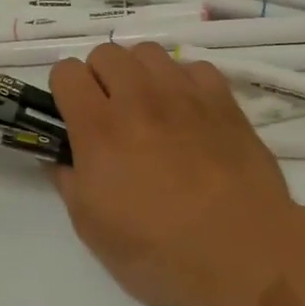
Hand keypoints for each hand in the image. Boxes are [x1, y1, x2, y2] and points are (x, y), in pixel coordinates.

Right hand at [48, 44, 304, 305]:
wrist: (245, 253)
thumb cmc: (160, 251)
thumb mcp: (93, 230)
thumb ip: (68, 183)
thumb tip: (59, 158)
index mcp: (98, 127)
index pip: (66, 72)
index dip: (63, 91)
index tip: (72, 118)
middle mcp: (137, 98)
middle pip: (106, 53)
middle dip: (99, 77)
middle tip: (110, 115)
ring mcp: (183, 94)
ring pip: (148, 52)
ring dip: (140, 74)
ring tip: (150, 108)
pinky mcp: (223, 100)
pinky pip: (194, 67)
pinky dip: (184, 82)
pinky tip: (189, 113)